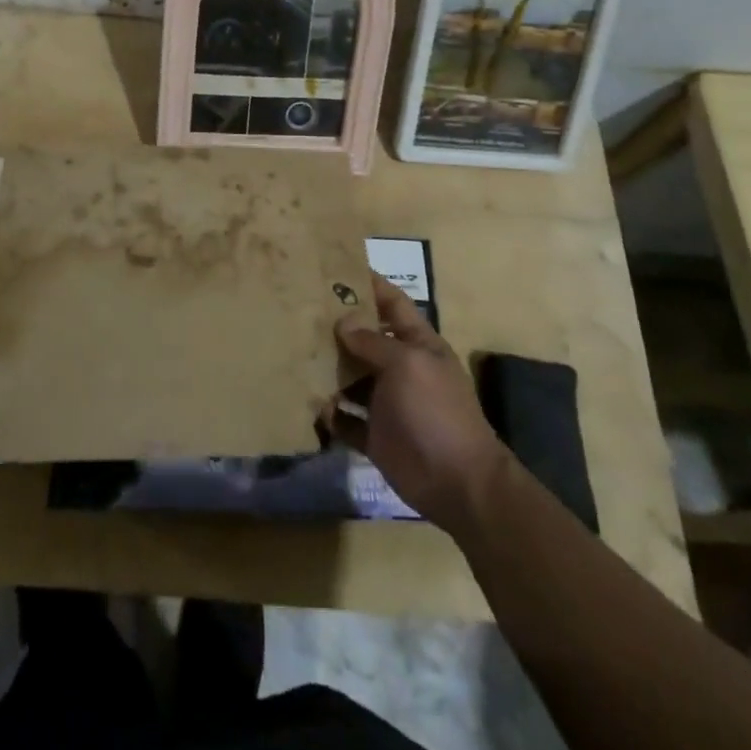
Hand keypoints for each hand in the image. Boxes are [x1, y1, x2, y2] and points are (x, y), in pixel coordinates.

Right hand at [321, 278, 509, 532]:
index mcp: (418, 344)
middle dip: (337, 325)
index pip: (393, 303)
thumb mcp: (408, 364)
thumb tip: (343, 322)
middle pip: (365, 339)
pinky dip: (329, 413)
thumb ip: (373, 341)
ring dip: (327, 369)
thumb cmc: (436, 411)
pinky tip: (307, 402)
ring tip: (292, 352)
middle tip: (299, 309)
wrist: (458, 483)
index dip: (370, 284)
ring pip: (350, 378)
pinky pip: (345, 418)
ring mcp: (386, 403)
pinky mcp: (374, 436)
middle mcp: (400, 368)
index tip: (337, 267)